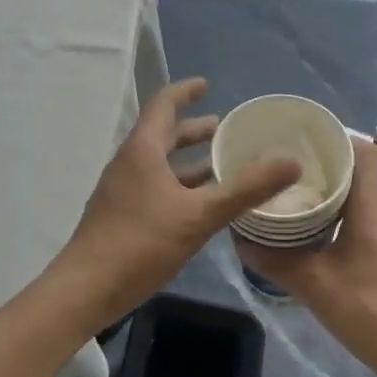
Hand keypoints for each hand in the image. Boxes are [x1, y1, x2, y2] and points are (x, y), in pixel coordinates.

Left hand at [53, 78, 301, 329]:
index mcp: (142, 150)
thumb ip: (245, 188)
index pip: (164, 104)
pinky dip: (180, 185)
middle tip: (225, 129)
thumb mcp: (199, 215)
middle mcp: (129, 163)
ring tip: (221, 165)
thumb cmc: (140, 243)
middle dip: (193, 130)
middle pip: (163, 134)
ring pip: (160, 163)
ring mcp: (122, 190)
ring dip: (188, 160)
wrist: (85, 290)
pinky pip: (155, 186)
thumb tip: (291, 162)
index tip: (207, 85)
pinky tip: (201, 206)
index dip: (185, 91)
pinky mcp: (121, 216)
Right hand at [237, 137, 376, 376]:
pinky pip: (374, 222)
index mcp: (373, 208)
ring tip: (304, 202)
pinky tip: (328, 240)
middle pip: (363, 174)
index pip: (367, 151)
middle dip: (328, 169)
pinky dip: (350, 220)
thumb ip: (276, 262)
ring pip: (368, 200)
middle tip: (292, 174)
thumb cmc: (372, 311)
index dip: (340, 139)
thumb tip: (241, 240)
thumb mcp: (315, 287)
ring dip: (339, 196)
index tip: (306, 144)